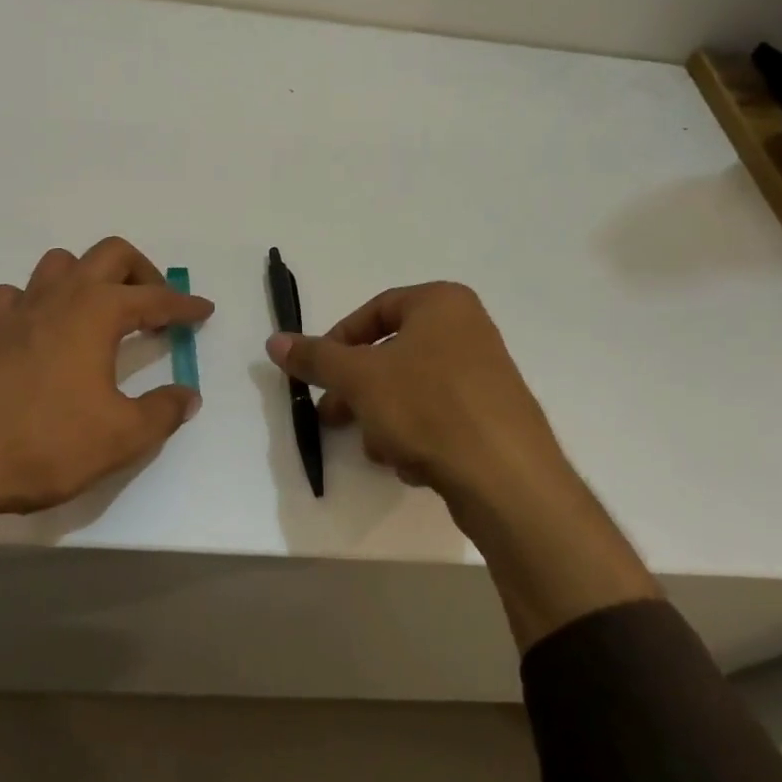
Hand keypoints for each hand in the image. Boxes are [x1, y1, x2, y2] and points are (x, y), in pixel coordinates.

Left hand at [0, 237, 211, 600]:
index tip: (204, 311)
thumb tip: (188, 395)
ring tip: (103, 312)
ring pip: (59, 264)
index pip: (155, 299)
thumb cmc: (44, 442)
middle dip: (142, 272)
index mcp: (97, 312)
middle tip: (156, 307)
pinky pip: (17, 297)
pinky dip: (38, 301)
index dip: (184, 305)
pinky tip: (44, 330)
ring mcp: (19, 312)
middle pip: (109, 254)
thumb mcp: (121, 437)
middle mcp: (61, 297)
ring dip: (89, 276)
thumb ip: (163, 412)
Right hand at [265, 282, 565, 509]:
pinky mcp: (493, 417)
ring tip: (378, 450)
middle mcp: (468, 330)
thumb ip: (316, 358)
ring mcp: (485, 375)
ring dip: (385, 420)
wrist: (506, 478)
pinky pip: (440, 417)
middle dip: (359, 390)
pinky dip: (418, 437)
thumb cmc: (428, 407)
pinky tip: (412, 465)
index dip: (338, 341)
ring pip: (412, 390)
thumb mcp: (360, 378)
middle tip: (333, 417)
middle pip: (392, 354)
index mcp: (442, 303)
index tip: (319, 374)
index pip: (375, 310)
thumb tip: (274, 341)